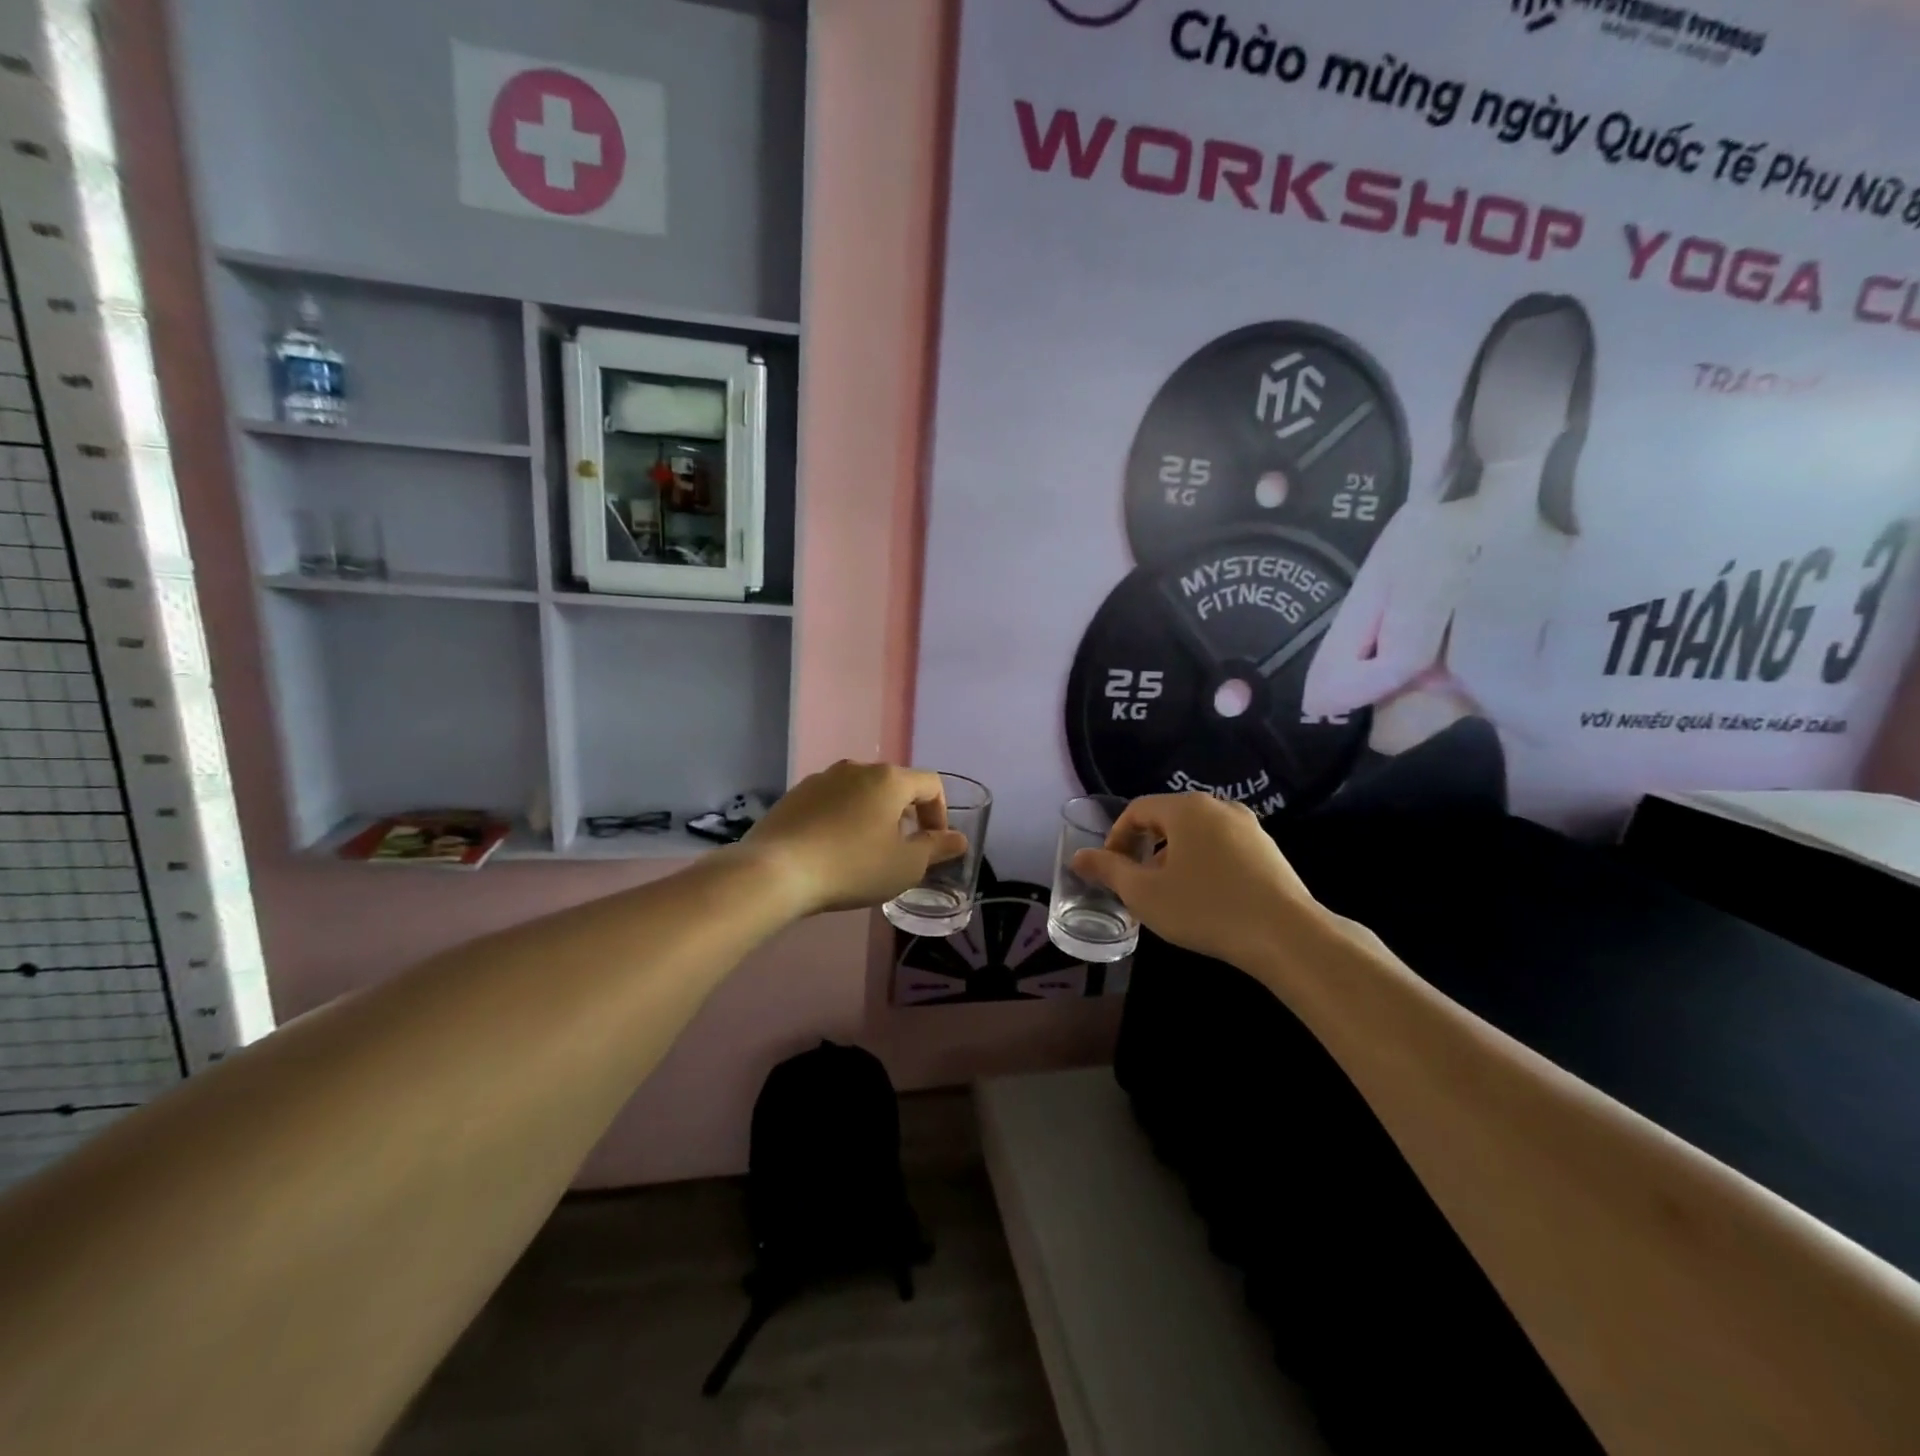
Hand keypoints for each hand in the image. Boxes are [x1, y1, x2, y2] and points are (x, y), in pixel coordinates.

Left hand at [738, 761, 968, 916]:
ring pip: (862, 791)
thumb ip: (936, 849)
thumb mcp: (905, 865)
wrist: (776, 872)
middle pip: (895, 784)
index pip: (930, 784)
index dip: (940, 813)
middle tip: (902, 848)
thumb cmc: (852, 867)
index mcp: (889, 779)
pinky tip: (833, 848)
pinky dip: (844, 818)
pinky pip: (833, 801)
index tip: (933, 844)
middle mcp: (857, 768)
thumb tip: (959, 839)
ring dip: (874, 814)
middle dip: (906, 813)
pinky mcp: (796, 794)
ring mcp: (822, 778)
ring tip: (867, 849)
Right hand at [1071, 793, 1323, 971]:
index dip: (1116, 838)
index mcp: (1186, 809)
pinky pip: (1221, 847)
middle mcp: (1218, 807)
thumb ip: (1108, 870)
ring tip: (1169, 895)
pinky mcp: (1268, 850)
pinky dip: (1203, 864)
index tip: (1111, 870)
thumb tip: (1077, 857)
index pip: (1137, 810)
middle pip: (1167, 819)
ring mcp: (1249, 827)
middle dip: (1145, 849)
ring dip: (1173, 858)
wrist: (1287, 936)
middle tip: (1137, 884)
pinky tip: (1206, 899)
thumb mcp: (1144, 893)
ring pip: (1196, 835)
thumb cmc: (1205, 908)